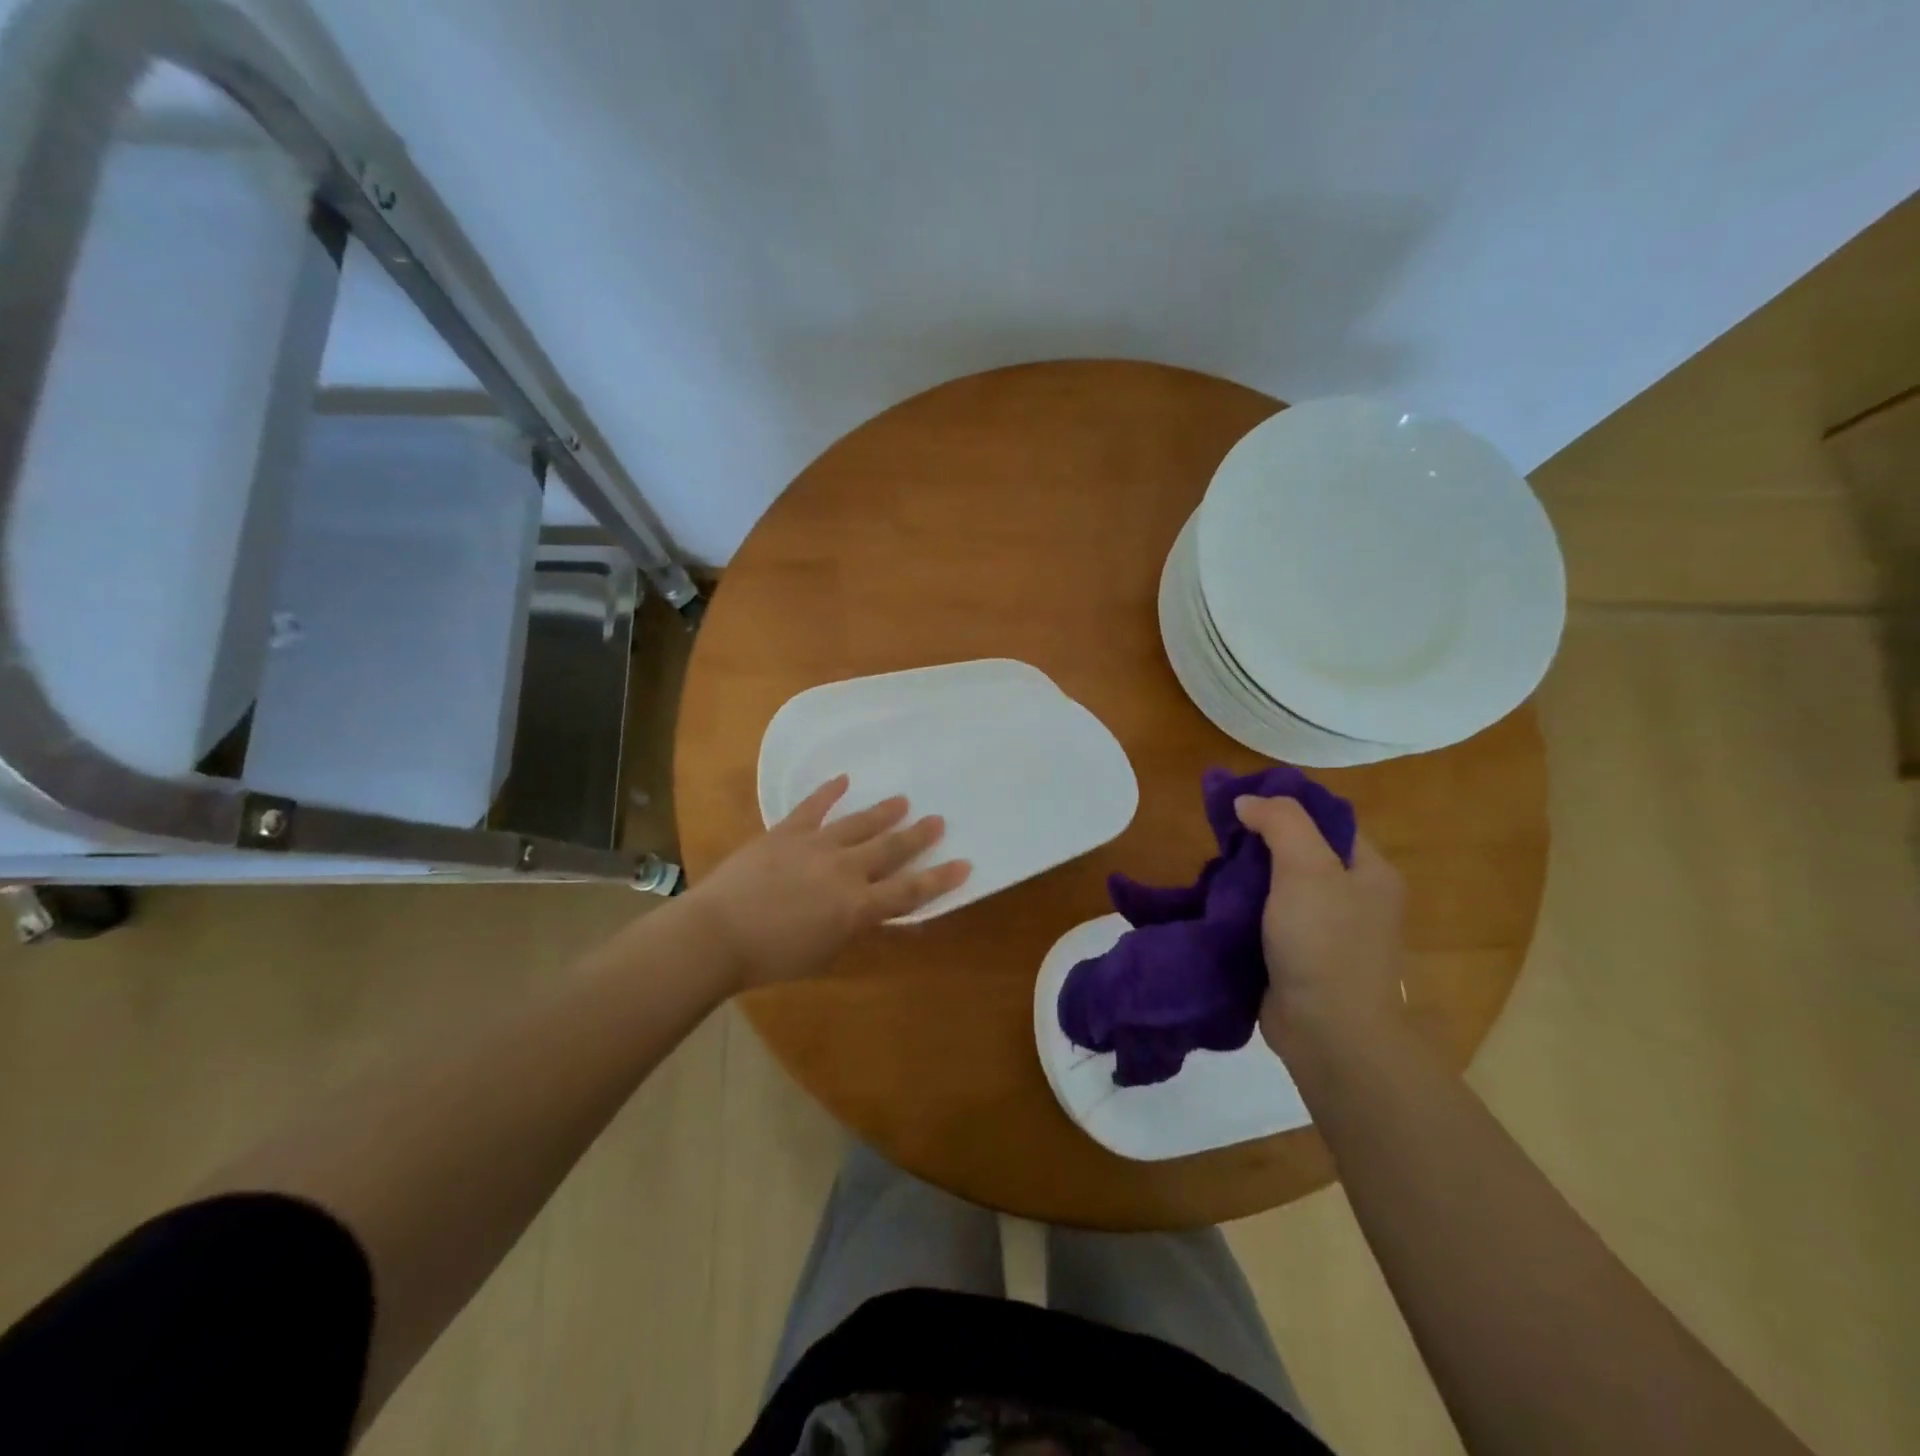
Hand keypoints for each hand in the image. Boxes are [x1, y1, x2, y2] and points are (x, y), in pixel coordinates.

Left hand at [685, 776, 970, 991]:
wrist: (717, 934)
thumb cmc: (771, 957)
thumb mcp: (825, 955)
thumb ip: (855, 931)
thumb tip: (879, 917)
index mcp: (857, 906)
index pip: (909, 892)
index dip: (939, 879)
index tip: (964, 864)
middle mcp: (845, 870)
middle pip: (890, 850)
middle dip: (917, 836)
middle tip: (938, 820)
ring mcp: (815, 846)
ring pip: (858, 824)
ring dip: (883, 812)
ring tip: (902, 800)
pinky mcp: (786, 833)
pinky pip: (812, 807)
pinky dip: (829, 792)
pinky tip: (843, 779)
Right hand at [1233, 794, 1407, 1055]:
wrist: (1329, 1033)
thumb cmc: (1325, 943)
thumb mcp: (1307, 868)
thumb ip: (1280, 823)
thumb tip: (1247, 801)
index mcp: (1369, 870)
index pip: (1326, 820)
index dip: (1285, 805)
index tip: (1240, 802)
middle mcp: (1352, 897)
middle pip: (1300, 851)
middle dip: (1258, 842)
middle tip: (1220, 837)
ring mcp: (1325, 930)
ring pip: (1278, 886)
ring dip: (1246, 877)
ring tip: (1211, 869)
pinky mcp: (1298, 957)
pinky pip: (1266, 919)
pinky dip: (1242, 909)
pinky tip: (1216, 903)